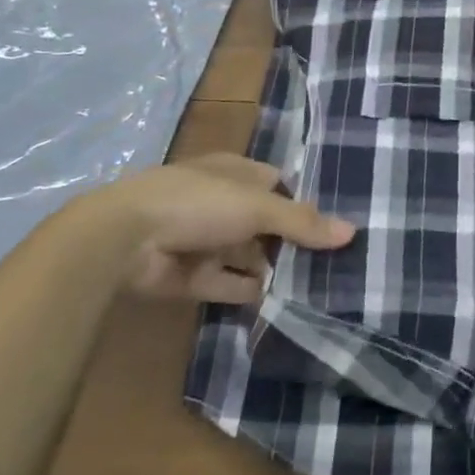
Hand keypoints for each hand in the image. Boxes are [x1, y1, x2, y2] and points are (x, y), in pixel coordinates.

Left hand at [105, 155, 353, 305]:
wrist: (124, 239)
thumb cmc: (198, 203)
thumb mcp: (258, 206)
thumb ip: (302, 222)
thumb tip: (351, 231)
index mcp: (234, 173)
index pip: (276, 184)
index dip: (301, 202)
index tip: (331, 224)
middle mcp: (220, 203)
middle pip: (264, 222)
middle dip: (291, 240)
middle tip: (330, 260)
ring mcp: (203, 240)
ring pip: (247, 254)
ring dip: (272, 268)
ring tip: (314, 286)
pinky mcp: (190, 275)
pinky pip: (227, 283)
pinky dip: (249, 291)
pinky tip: (280, 302)